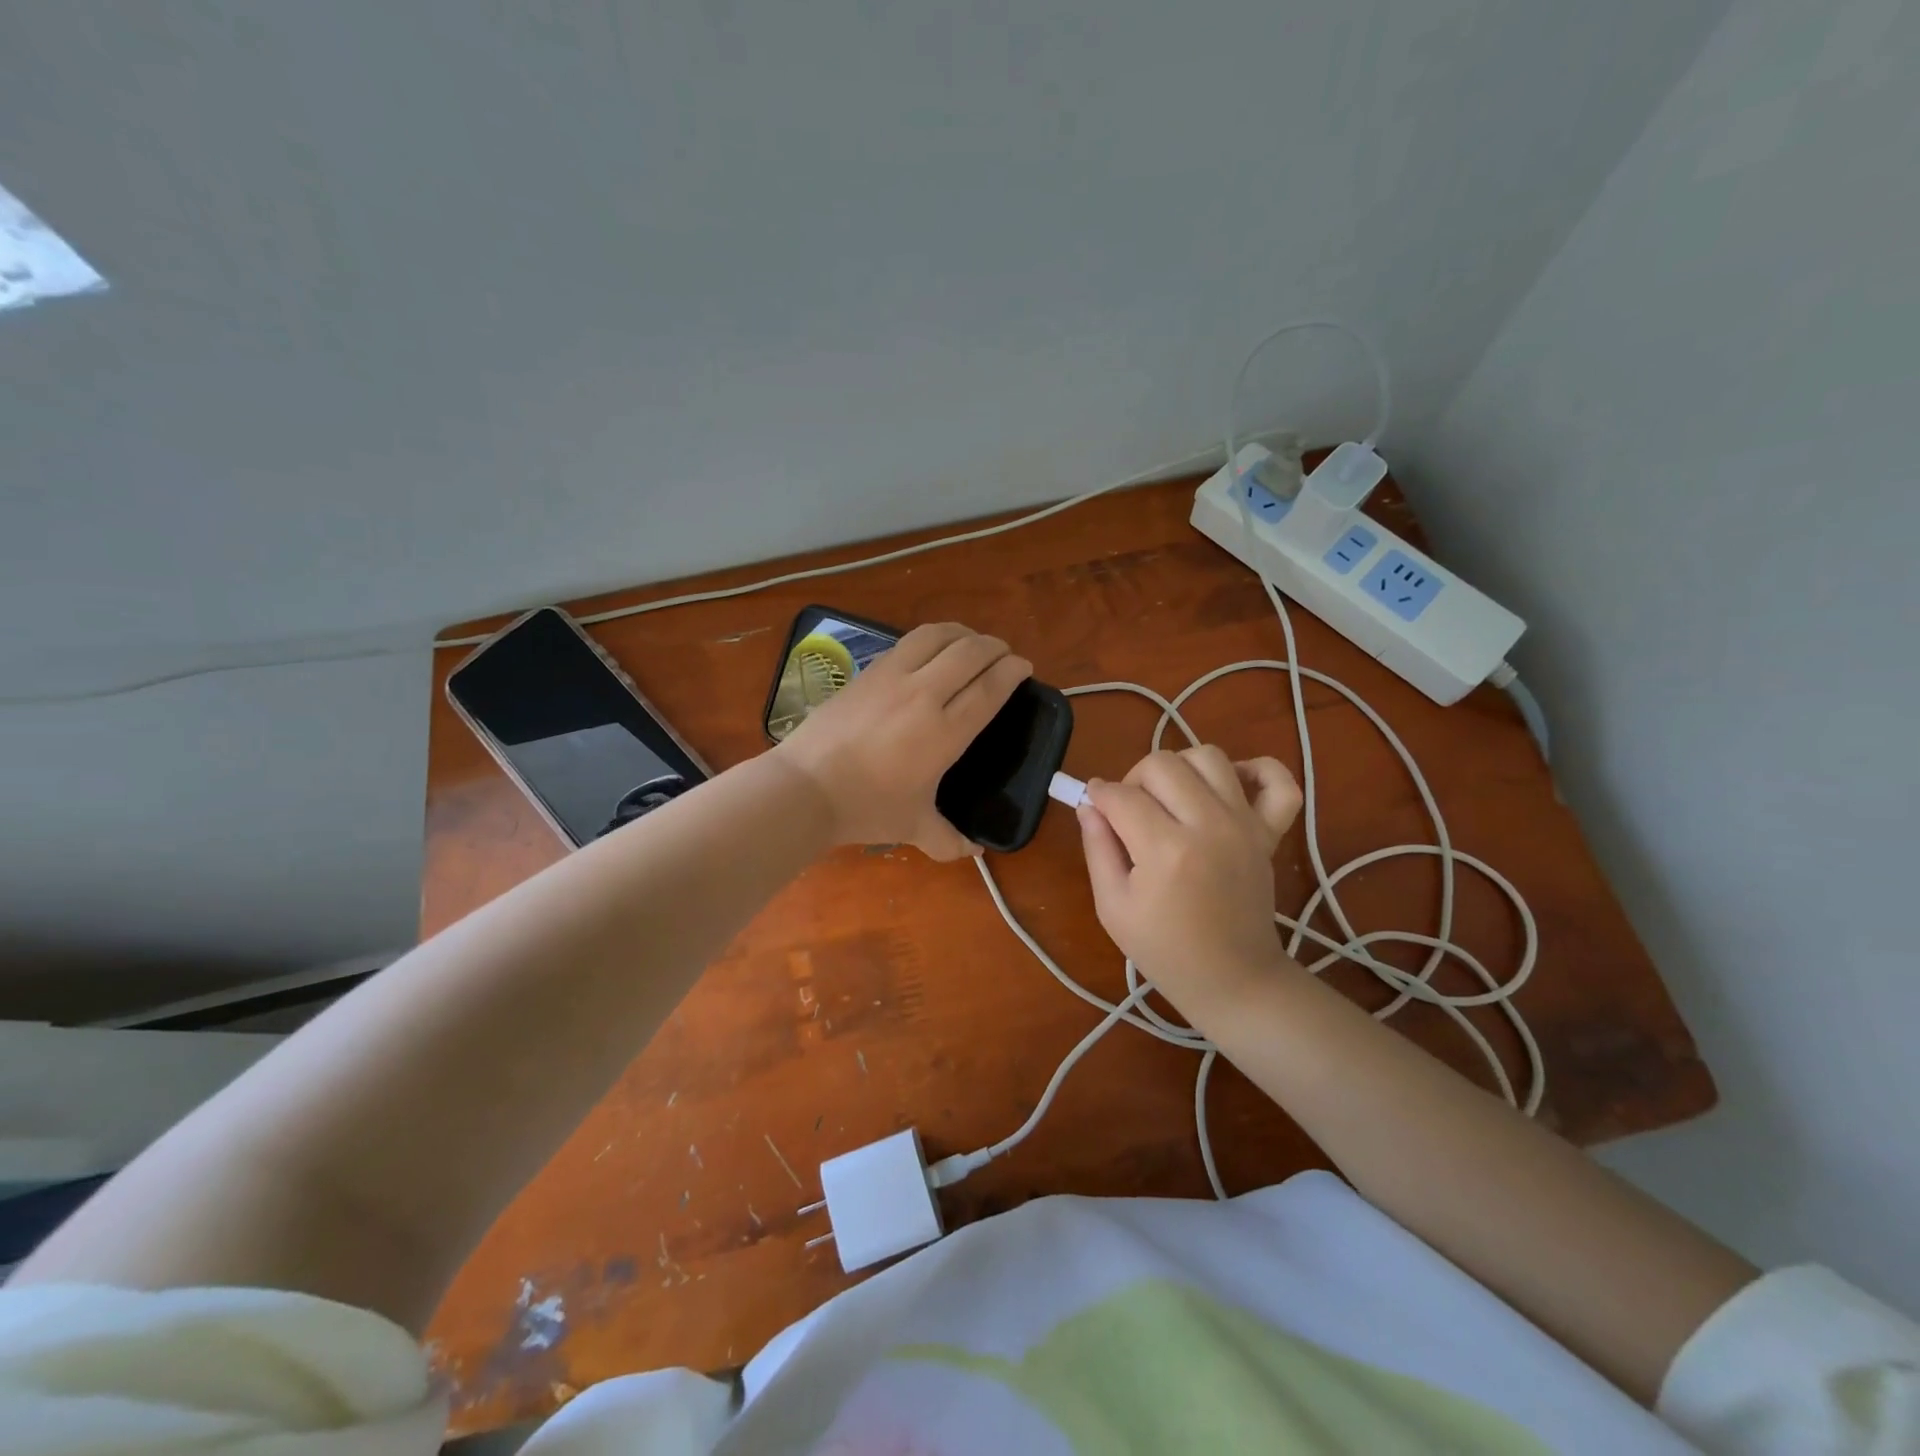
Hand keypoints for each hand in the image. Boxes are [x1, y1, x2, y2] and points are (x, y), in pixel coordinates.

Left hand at [774, 622, 1030, 859]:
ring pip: (937, 636)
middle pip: (970, 652)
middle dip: (995, 647)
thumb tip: (975, 851)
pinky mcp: (867, 671)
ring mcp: (892, 677)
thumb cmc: (866, 808)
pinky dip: (930, 638)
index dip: (1012, 671)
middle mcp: (924, 694)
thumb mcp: (914, 827)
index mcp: (945, 732)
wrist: (805, 788)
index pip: (990, 687)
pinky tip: (930, 650)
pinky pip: (907, 642)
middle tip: (1003, 655)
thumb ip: (950, 840)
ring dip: (962, 633)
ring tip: (971, 642)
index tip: (1023, 667)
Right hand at [1077, 746, 1302, 1015]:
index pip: (1122, 795)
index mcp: (1166, 851)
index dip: (1098, 795)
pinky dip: (1256, 770)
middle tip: (1129, 810)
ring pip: (1208, 756)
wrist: (1233, 979)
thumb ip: (1097, 848)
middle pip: (1162, 764)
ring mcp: (1245, 824)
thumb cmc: (1164, 949)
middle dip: (1134, 778)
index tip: (1093, 805)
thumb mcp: (1112, 907)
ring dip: (1180, 768)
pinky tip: (1228, 785)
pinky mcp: (1270, 831)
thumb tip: (1089, 804)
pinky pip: (1277, 780)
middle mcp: (1209, 825)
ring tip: (1170, 798)